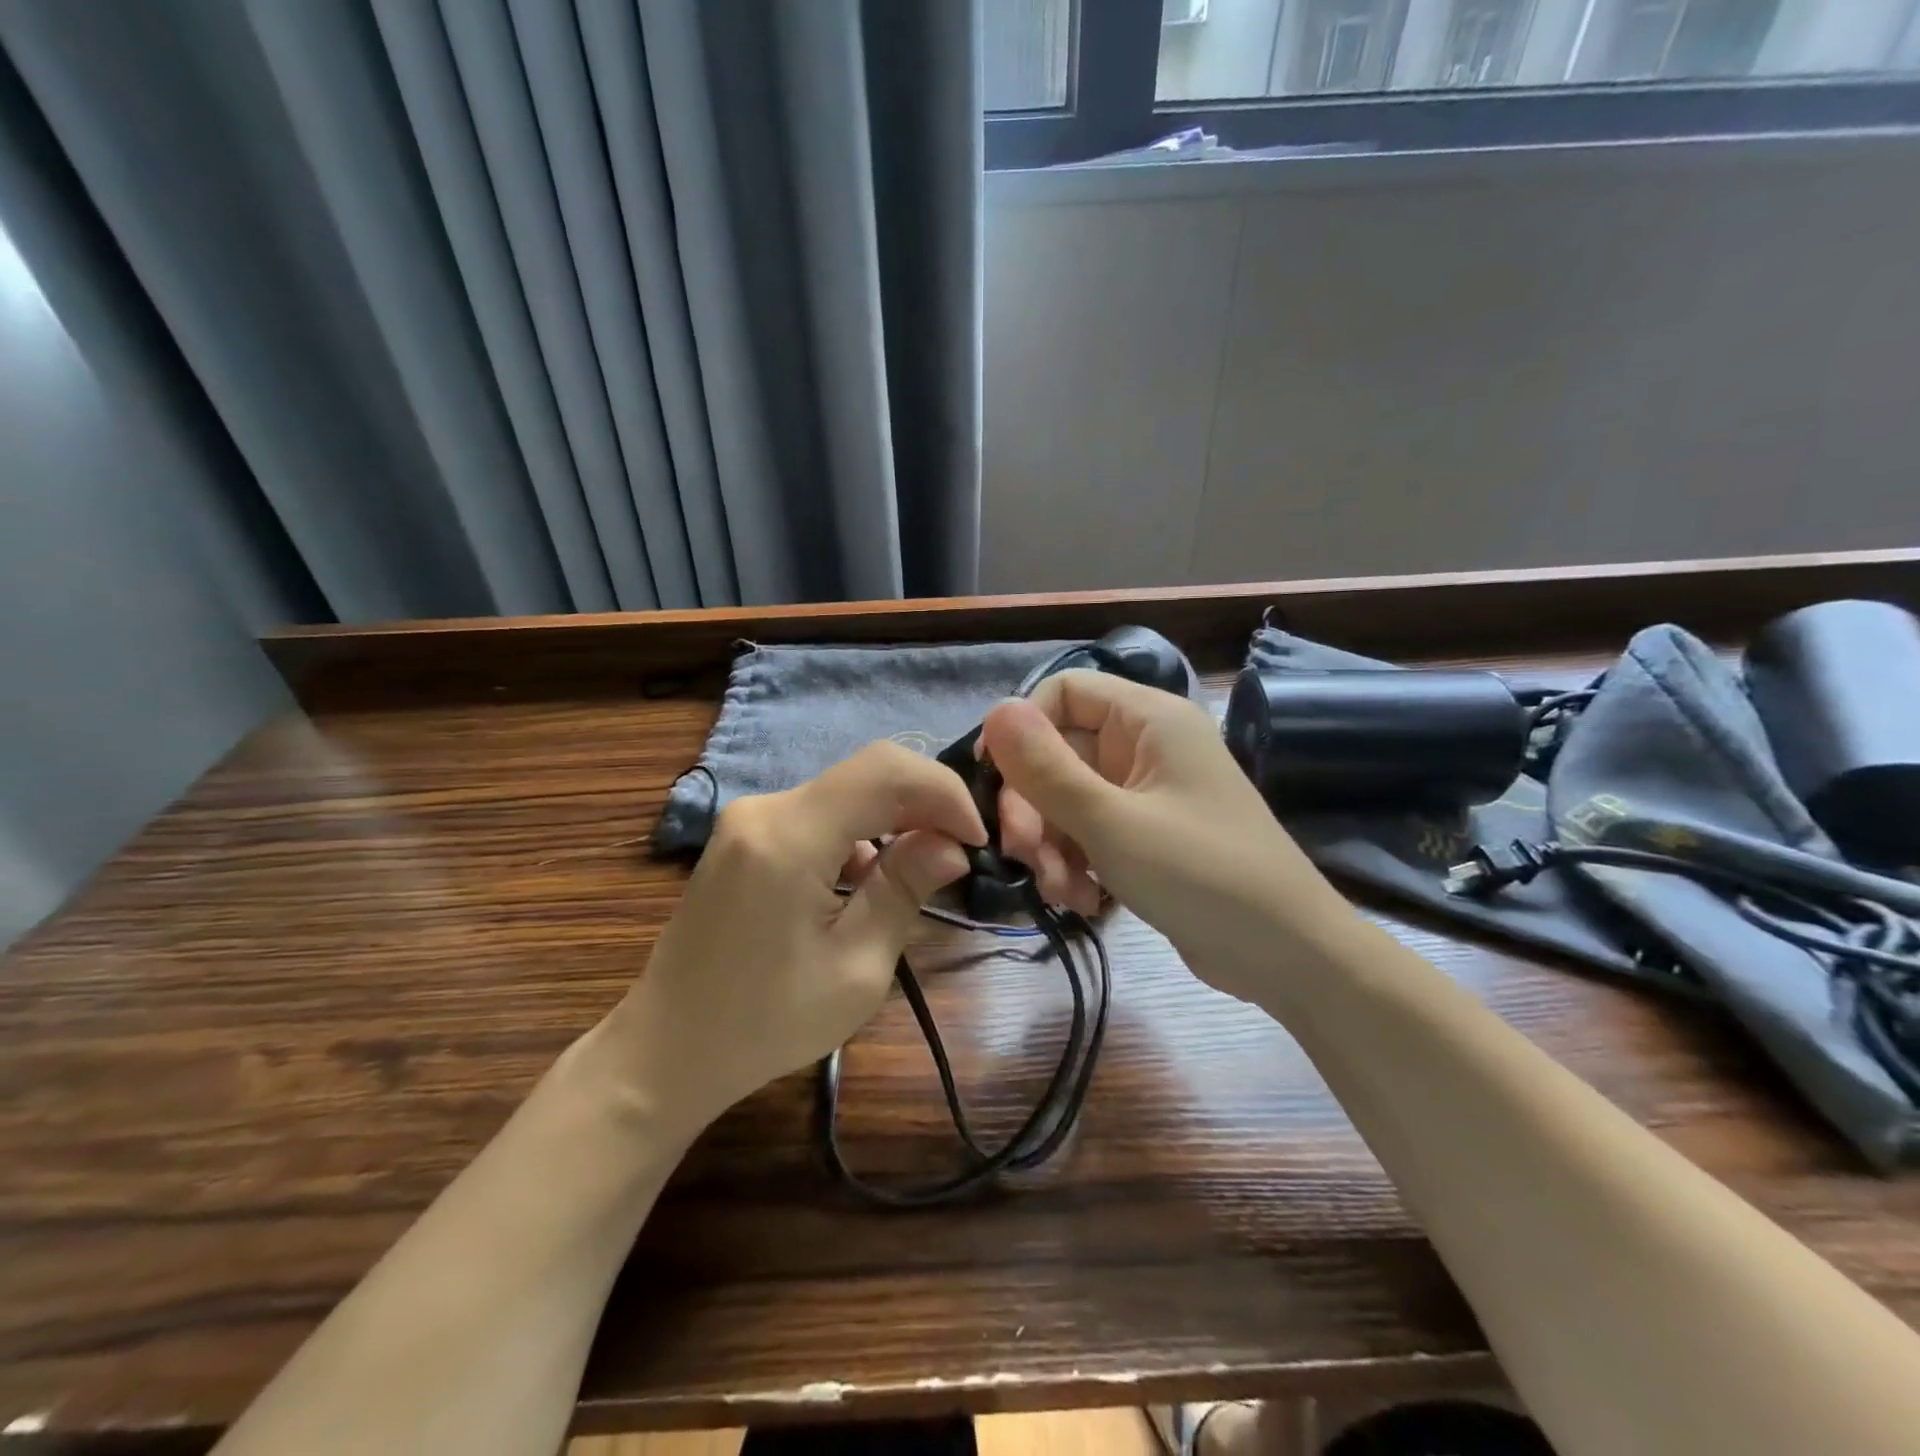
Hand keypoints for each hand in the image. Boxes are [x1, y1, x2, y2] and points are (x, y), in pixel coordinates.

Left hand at [610, 741, 985, 1132]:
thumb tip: (951, 844)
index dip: (943, 792)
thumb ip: (904, 891)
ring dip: (894, 820)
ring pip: (847, 792)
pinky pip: (820, 813)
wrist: (667, 1050)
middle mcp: (765, 808)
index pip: (886, 771)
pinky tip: (869, 880)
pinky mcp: (745, 835)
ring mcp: (750, 818)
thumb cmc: (764, 1024)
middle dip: (925, 803)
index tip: (976, 840)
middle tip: (960, 854)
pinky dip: (860, 833)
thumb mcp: (856, 969)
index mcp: (789, 836)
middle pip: (867, 774)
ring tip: (922, 872)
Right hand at [981, 670, 1355, 1004]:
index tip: (992, 780)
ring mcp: (1148, 792)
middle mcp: (1147, 745)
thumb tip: (995, 710)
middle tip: (1022, 856)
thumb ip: (1046, 768)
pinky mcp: (1147, 835)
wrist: (1288, 956)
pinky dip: (1077, 863)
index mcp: (1149, 719)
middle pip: (1060, 753)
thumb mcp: (1112, 823)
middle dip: (1034, 807)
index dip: (1021, 729)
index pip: (1063, 692)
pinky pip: (1091, 832)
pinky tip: (1084, 902)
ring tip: (1063, 892)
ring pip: (1069, 799)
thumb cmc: (1202, 875)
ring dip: (1052, 845)